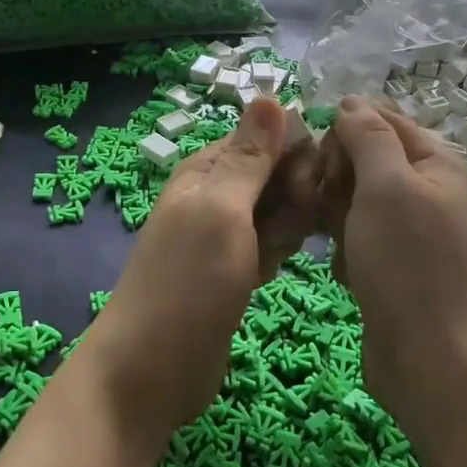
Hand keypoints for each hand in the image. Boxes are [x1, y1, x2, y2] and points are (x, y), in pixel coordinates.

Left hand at [79, 98, 322, 448]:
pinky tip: (274, 273)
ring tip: (277, 256)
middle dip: (296, 194)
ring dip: (289, 227)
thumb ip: (248, 157)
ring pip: (276, 211)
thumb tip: (268, 95)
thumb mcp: (221, 211)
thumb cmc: (187, 284)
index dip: (297, 154)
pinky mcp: (232, 270)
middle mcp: (214, 195)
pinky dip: (277, 253)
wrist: (150, 371)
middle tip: (296, 229)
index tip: (315, 186)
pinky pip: (269, 245)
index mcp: (206, 171)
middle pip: (275, 173)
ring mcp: (223, 235)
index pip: (266, 137)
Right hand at [321, 96, 466, 442]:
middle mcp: (425, 188)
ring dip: (332, 210)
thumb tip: (351, 102)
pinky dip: (342, 243)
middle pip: (363, 155)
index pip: (379, 118)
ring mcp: (408, 228)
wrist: (432, 362)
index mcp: (435, 161)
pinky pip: (355, 232)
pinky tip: (341, 266)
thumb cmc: (409, 265)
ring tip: (328, 238)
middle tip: (317, 203)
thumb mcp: (387, 186)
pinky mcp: (391, 261)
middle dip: (334, 173)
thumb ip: (369, 136)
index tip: (319, 165)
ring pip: (353, 195)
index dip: (343, 133)